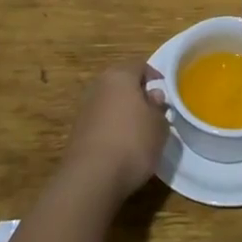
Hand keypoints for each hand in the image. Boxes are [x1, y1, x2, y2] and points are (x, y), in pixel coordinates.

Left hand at [62, 59, 168, 199]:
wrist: (92, 176)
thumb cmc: (133, 141)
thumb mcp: (159, 125)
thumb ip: (159, 107)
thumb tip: (153, 97)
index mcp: (120, 76)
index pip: (139, 65)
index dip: (154, 75)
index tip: (164, 90)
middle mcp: (99, 86)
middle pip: (121, 82)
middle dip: (137, 93)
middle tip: (153, 109)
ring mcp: (85, 108)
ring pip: (110, 102)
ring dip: (123, 111)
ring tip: (140, 129)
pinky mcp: (77, 131)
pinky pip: (101, 121)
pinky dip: (112, 127)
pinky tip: (122, 145)